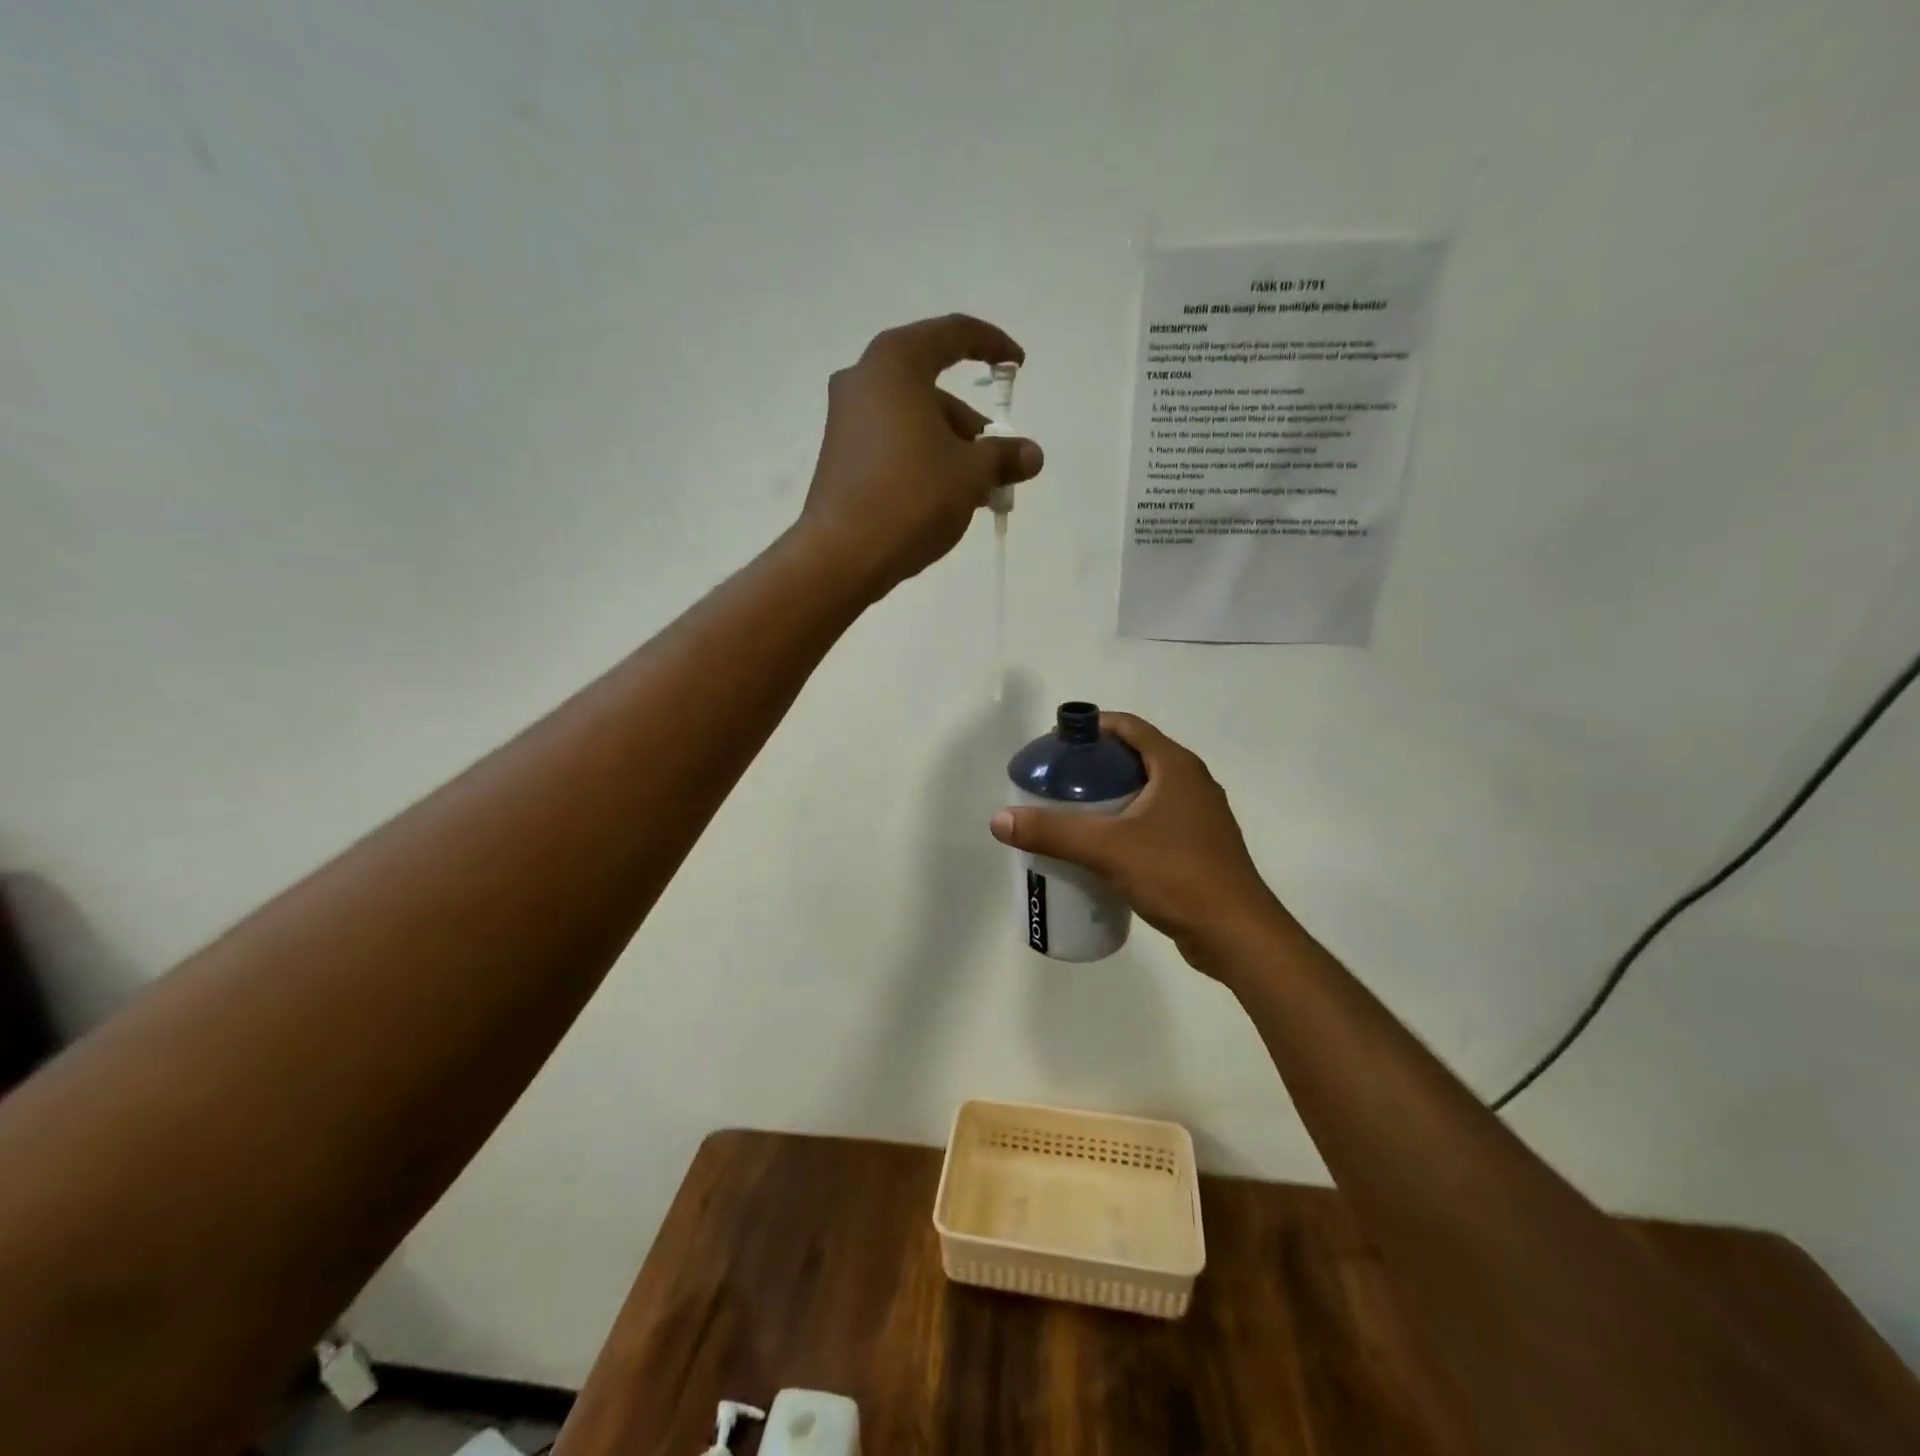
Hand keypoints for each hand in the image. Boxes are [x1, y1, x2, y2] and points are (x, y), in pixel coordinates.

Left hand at [795, 314, 1042, 596]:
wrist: (844, 554)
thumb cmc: (912, 497)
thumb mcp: (971, 474)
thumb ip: (1004, 456)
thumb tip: (1032, 455)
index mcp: (896, 364)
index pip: (952, 334)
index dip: (992, 345)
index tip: (1017, 366)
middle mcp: (864, 379)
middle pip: (932, 387)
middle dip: (971, 424)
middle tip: (998, 461)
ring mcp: (845, 418)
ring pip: (913, 419)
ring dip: (950, 447)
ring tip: (977, 491)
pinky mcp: (839, 454)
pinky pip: (893, 441)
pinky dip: (922, 458)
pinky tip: (944, 496)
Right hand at [989, 713, 1288, 980]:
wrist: (1236, 935)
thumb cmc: (1177, 876)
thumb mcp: (1108, 849)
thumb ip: (1053, 832)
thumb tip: (999, 820)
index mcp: (1176, 767)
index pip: (1128, 726)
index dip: (1091, 726)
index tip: (1056, 743)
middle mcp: (1191, 783)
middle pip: (1134, 757)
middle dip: (1093, 765)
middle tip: (1055, 782)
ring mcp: (1198, 816)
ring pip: (1144, 792)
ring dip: (1109, 796)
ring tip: (1070, 814)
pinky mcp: (1197, 847)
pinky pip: (1153, 821)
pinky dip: (1125, 823)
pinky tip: (1101, 848)